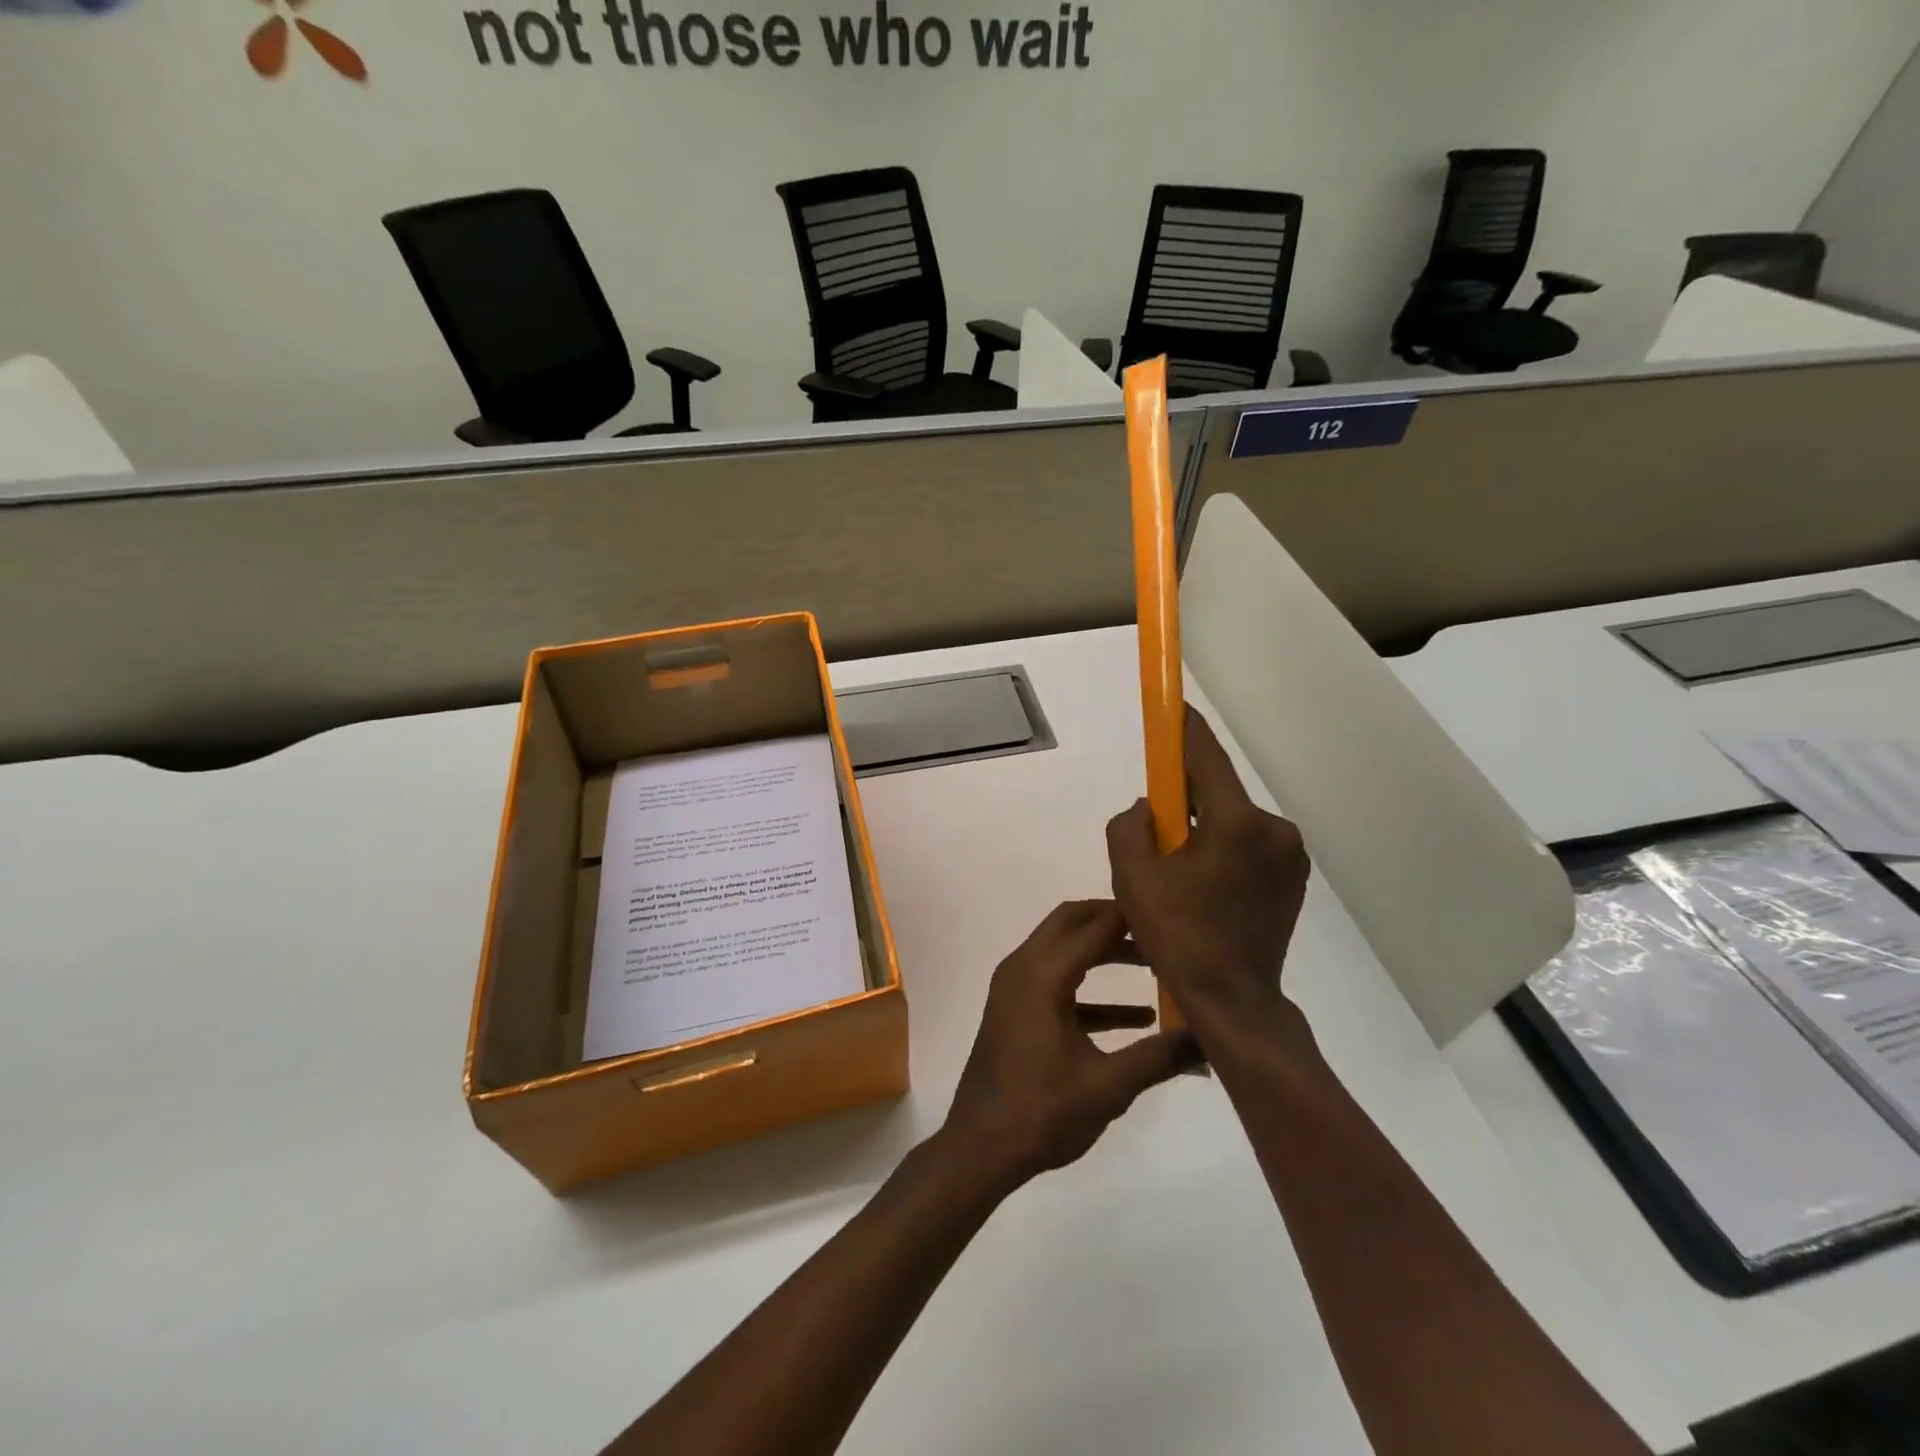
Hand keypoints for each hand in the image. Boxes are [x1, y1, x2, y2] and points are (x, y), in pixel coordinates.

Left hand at [942, 900, 1198, 1191]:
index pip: (1094, 925)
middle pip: (1071, 922)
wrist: (979, 1147)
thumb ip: (1159, 1057)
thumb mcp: (1108, 1087)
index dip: (1132, 917)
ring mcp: (1015, 987)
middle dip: (1114, 921)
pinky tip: (1135, 1018)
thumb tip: (1210, 1038)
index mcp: (1043, 974)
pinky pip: (1056, 982)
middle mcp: (1024, 967)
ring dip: (1103, 952)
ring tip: (1153, 967)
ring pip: (1063, 949)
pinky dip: (1090, 989)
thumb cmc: (1041, 1113)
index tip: (1172, 918)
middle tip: (1158, 932)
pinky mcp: (1016, 1009)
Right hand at [1106, 707, 1310, 1026]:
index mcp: (1236, 823)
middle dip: (1185, 796)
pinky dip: (1223, 848)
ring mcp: (1290, 855)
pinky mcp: (1294, 878)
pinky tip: (1203, 883)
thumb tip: (1148, 809)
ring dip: (1204, 827)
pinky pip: (1249, 845)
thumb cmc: (1178, 937)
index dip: (1184, 729)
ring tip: (1177, 866)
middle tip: (1156, 820)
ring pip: (1233, 821)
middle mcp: (1273, 829)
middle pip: (1219, 791)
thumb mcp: (1132, 878)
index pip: (1205, 758)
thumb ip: (1129, 827)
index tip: (1171, 708)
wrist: (1233, 1001)